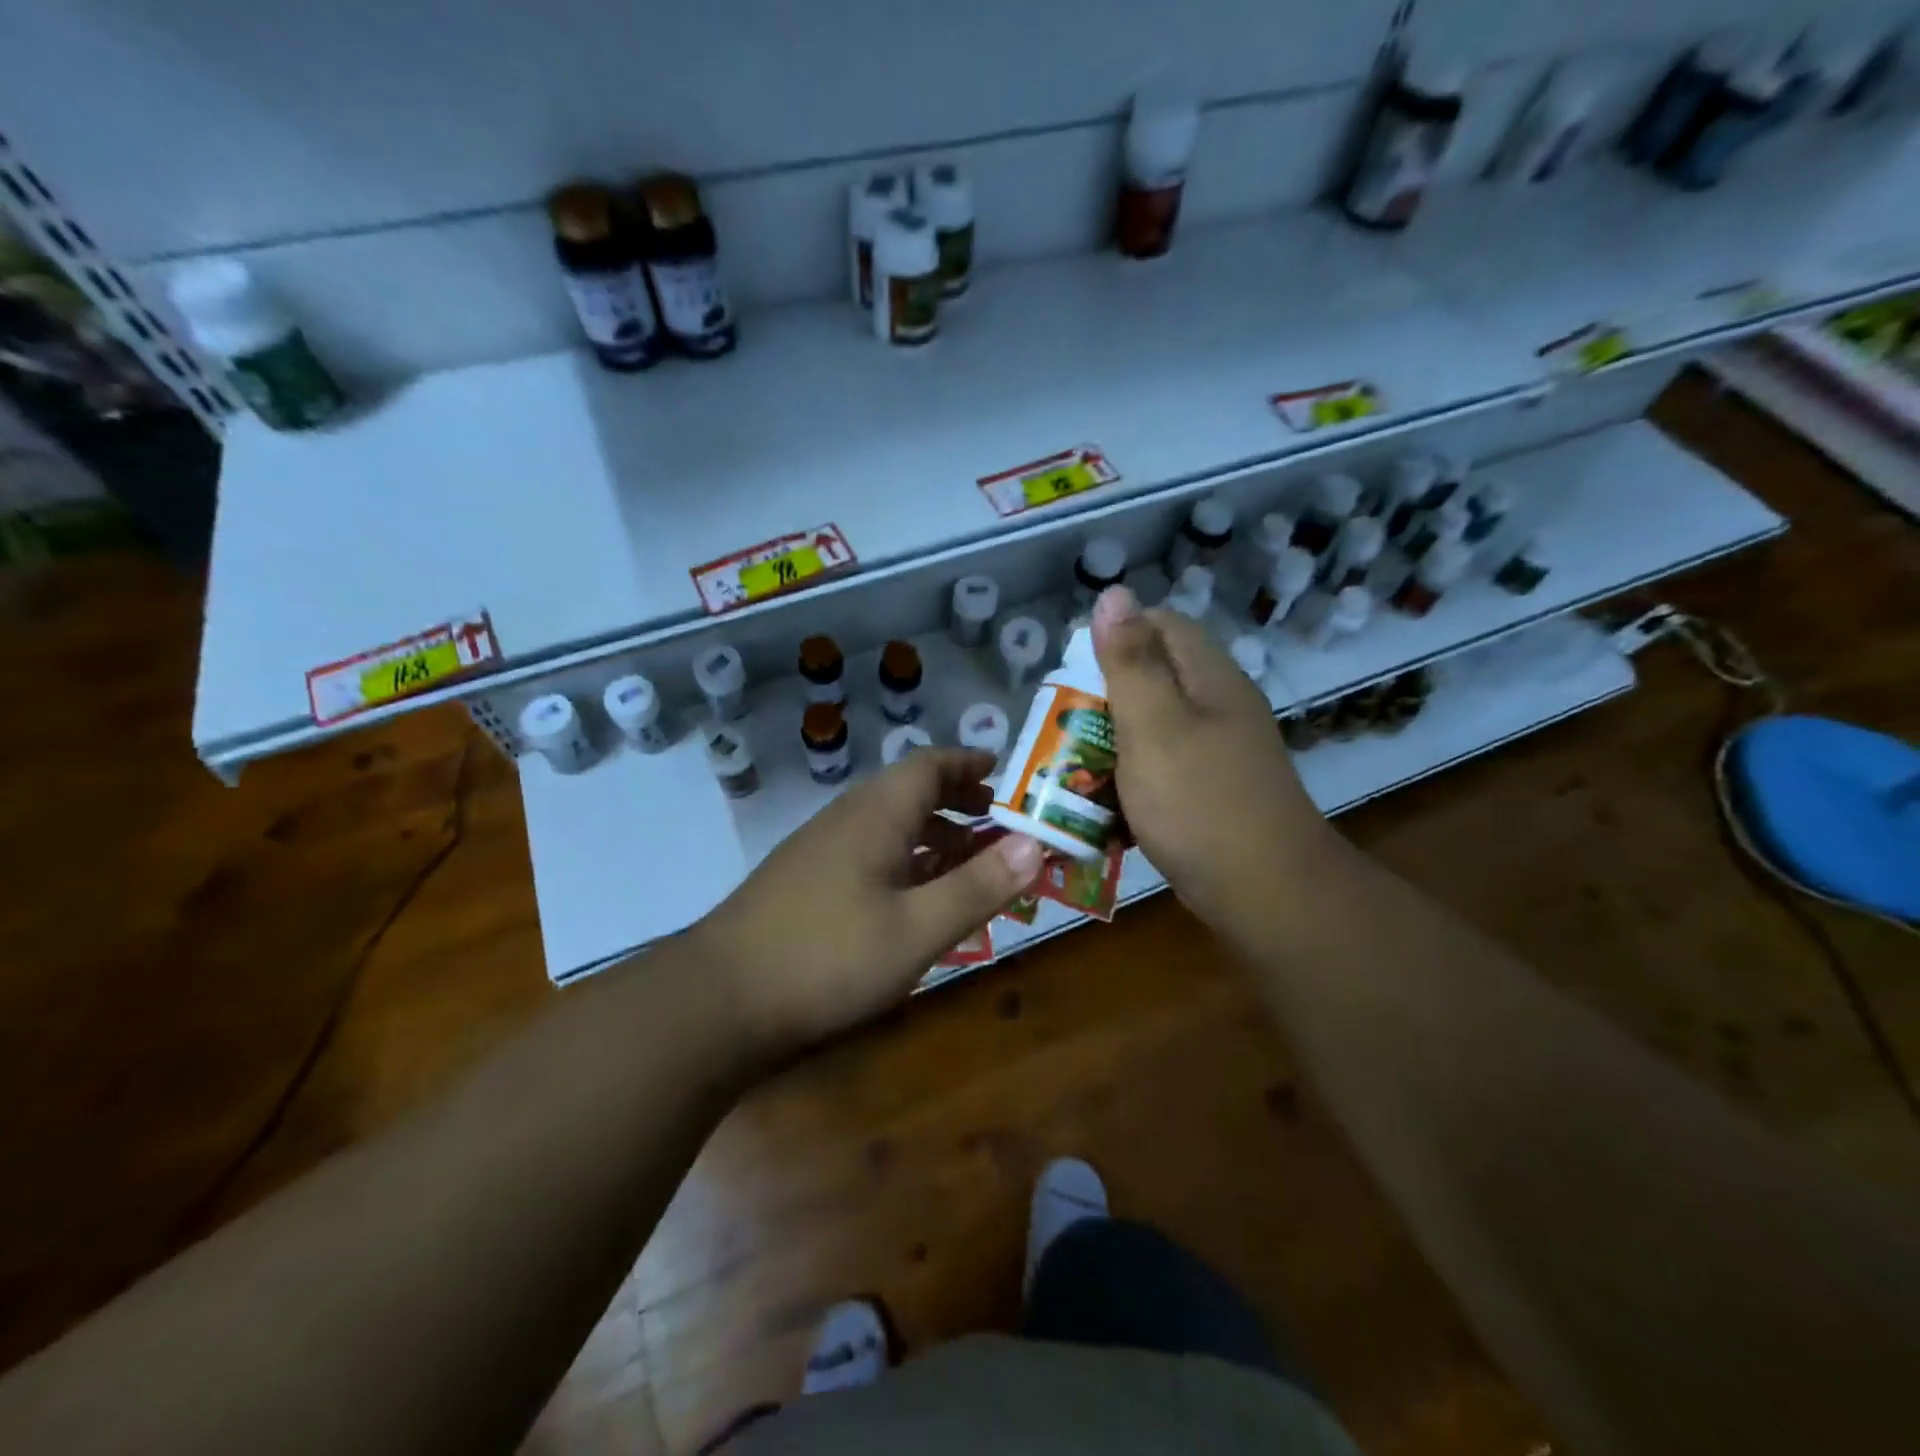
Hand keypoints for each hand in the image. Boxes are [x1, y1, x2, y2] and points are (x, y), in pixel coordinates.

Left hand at [692, 749, 1043, 1055]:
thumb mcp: (918, 929)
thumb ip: (979, 886)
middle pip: (909, 790)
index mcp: (877, 813)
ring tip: (967, 861)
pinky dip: (903, 858)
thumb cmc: (829, 958)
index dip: (970, 764)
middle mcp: (847, 817)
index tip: (1005, 773)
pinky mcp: (804, 879)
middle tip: (997, 822)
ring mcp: (820, 848)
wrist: (718, 1000)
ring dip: (932, 832)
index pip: (931, 764)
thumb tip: (1038, 844)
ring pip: (888, 822)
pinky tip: (912, 898)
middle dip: (957, 800)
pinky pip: (868, 850)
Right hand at [1091, 586, 1338, 939]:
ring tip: (1074, 762)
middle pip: (1155, 675)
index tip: (1072, 672)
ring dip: (1113, 738)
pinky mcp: (1212, 789)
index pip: (1161, 624)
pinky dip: (1133, 775)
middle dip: (1104, 694)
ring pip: (1156, 724)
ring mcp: (1219, 750)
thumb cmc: (1200, 803)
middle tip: (1063, 724)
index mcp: (1209, 677)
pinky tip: (1108, 800)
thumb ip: (1131, 662)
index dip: (1114, 636)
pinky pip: (1163, 765)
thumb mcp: (1154, 726)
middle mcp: (1219, 704)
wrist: (1265, 892)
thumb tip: (1113, 593)